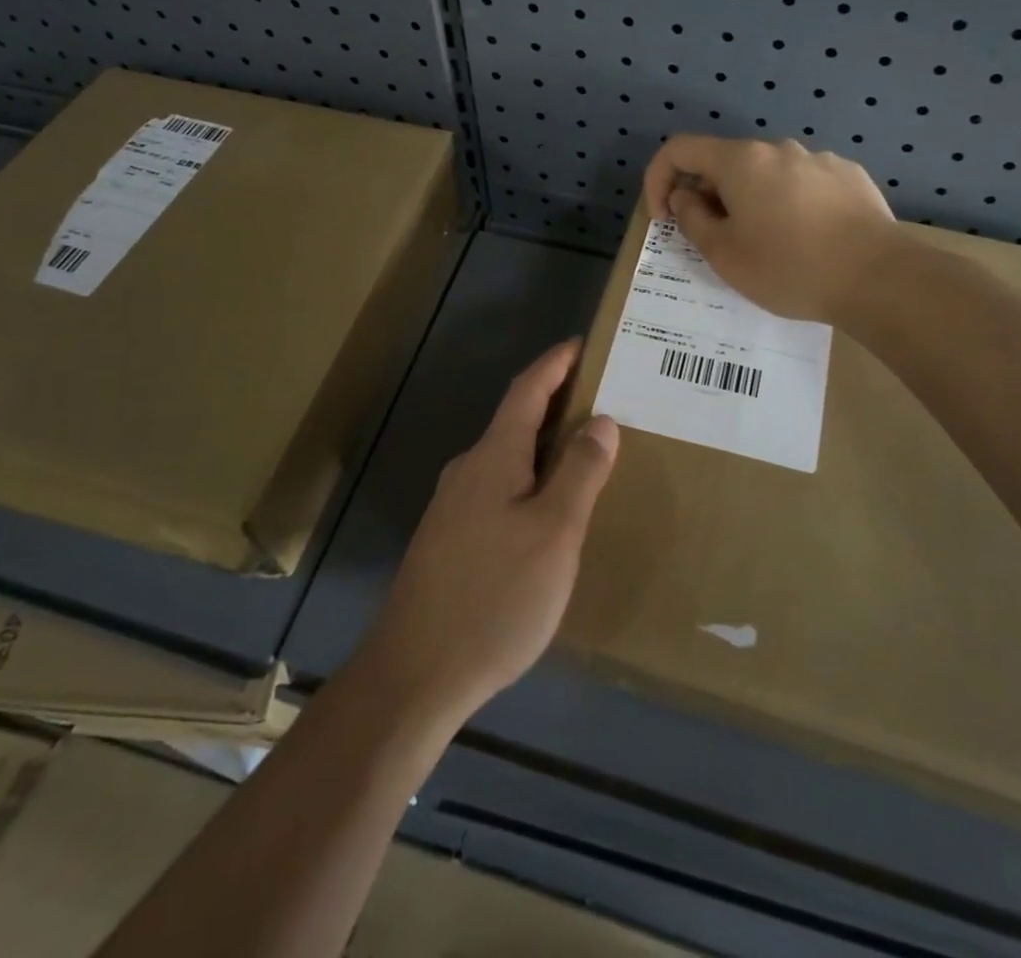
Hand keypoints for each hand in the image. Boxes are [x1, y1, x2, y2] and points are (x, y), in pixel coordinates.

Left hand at [358, 340, 618, 728]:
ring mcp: (454, 507)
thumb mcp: (554, 533)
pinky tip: (550, 511)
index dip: (556, 363)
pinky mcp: (450, 541)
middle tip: (605, 403)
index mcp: (493, 457)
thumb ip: (580, 472)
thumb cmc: (495, 596)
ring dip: (545, 447)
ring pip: (508, 460)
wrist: (415, 675)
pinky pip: (499, 491)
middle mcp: (469, 471)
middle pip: (517, 421)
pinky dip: (531, 481)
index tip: (584, 344)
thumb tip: (600, 420)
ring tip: (587, 455)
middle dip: (558, 404)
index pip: (527, 389)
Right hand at [642, 135, 897, 323]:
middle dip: (707, 195)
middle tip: (714, 239)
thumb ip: (692, 218)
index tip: (664, 218)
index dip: (658, 179)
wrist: (879, 277)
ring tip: (765, 243)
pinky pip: (802, 183)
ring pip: (766, 174)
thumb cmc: (790, 268)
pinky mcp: (849, 175)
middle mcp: (778, 148)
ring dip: (749, 200)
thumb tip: (686, 196)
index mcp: (741, 161)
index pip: (680, 149)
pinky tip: (806, 238)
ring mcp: (818, 159)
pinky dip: (788, 203)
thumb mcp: (724, 254)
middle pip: (725, 162)